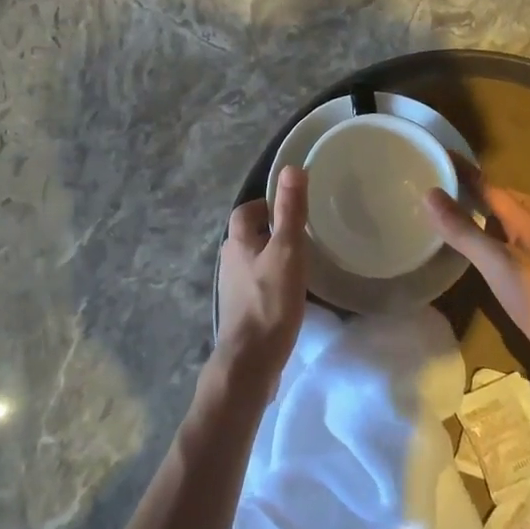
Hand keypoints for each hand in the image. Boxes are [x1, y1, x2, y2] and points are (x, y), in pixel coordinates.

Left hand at [215, 167, 308, 393]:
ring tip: (299, 262)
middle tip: (300, 234)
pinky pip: (256, 285)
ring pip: (252, 261)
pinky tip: (289, 292)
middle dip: (270, 231)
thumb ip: (290, 211)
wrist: (250, 360)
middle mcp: (230, 261)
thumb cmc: (270, 301)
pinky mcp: (241, 311)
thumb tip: (291, 168)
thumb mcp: (287, 251)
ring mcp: (233, 288)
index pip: (247, 211)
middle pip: (248, 236)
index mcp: (238, 241)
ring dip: (271, 257)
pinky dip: (270, 281)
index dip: (266, 205)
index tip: (290, 208)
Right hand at [425, 176, 529, 360]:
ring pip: (520, 228)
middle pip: (515, 203)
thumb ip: (462, 229)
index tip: (445, 157)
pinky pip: (519, 251)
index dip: (469, 173)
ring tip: (472, 218)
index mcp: (529, 223)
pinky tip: (490, 258)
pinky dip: (501, 244)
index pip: (493, 188)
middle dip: (490, 192)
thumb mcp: (493, 260)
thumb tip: (430, 194)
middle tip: (461, 189)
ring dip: (498, 218)